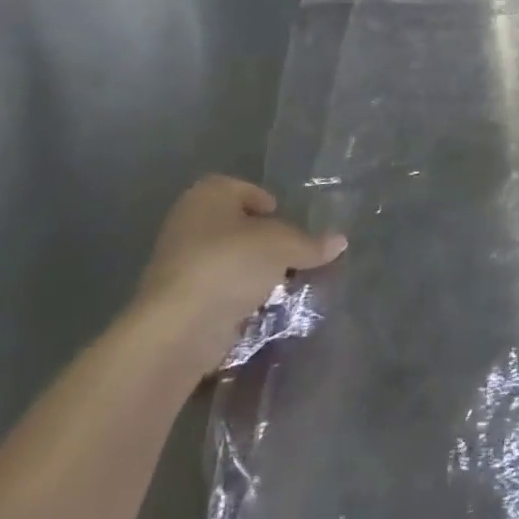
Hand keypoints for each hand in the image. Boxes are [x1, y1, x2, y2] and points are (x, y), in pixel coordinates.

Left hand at [132, 175, 345, 373]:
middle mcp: (188, 222)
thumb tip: (341, 241)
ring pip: (227, 258)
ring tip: (280, 282)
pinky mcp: (177, 299)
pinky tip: (258, 305)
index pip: (245, 190)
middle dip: (263, 240)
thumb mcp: (284, 246)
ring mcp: (177, 263)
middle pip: (236, 225)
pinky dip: (236, 295)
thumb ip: (312, 243)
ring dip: (251, 270)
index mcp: (208, 195)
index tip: (288, 223)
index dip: (268, 204)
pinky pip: (217, 288)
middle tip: (290, 253)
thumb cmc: (232, 264)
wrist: (179, 327)